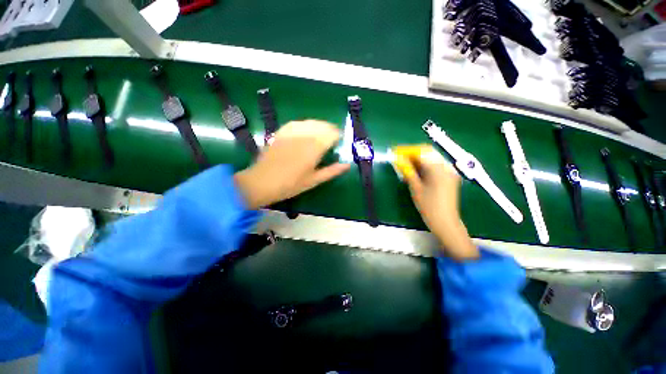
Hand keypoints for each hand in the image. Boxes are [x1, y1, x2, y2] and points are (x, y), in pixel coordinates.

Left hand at [234, 120, 350, 209]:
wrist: (262, 182)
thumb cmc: (291, 184)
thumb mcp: (314, 180)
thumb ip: (332, 171)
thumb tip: (348, 165)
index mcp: (314, 148)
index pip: (331, 134)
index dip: (338, 136)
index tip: (339, 142)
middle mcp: (304, 136)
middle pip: (322, 125)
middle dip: (330, 130)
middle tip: (331, 140)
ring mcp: (291, 132)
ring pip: (310, 122)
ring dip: (319, 126)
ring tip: (320, 135)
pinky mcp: (281, 132)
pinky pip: (297, 123)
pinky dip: (305, 125)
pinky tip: (305, 132)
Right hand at [394, 145, 478, 259]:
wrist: (445, 222)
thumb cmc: (429, 206)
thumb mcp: (416, 188)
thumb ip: (407, 171)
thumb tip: (398, 159)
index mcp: (439, 169)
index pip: (422, 152)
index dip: (407, 151)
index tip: (396, 152)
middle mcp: (447, 166)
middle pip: (428, 152)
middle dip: (413, 154)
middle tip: (400, 159)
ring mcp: (450, 171)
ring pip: (432, 158)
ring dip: (418, 159)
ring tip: (406, 165)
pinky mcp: (450, 176)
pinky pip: (436, 165)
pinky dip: (425, 165)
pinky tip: (416, 171)